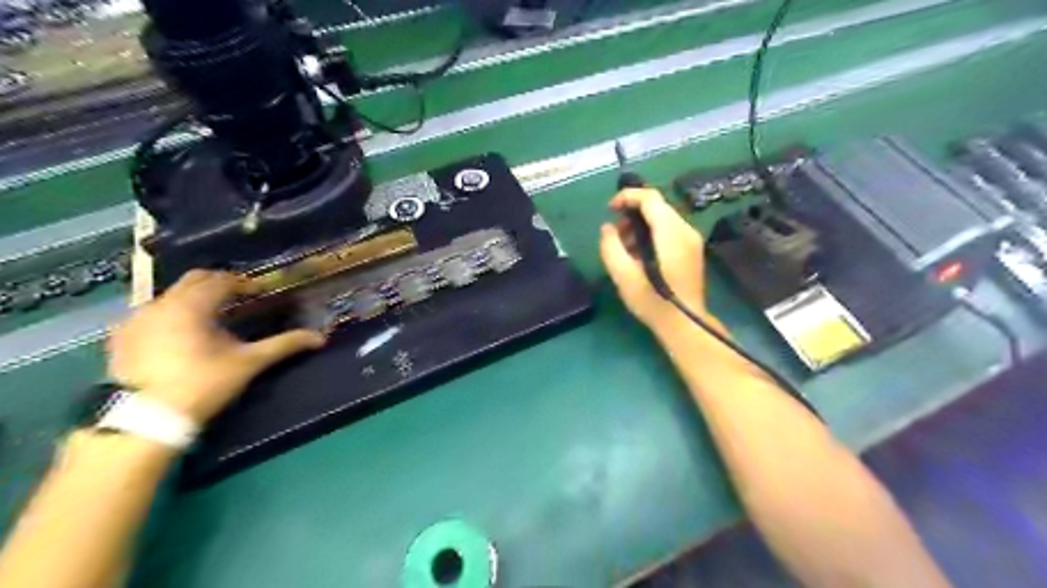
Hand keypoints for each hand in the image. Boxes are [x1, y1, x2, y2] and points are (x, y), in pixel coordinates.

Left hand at [105, 269, 323, 425]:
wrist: (145, 418)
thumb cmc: (203, 384)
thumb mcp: (248, 363)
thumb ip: (284, 345)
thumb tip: (319, 338)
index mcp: (193, 304)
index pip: (223, 280)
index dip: (245, 283)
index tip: (260, 293)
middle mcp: (162, 303)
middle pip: (195, 280)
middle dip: (219, 284)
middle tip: (240, 299)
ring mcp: (136, 318)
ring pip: (171, 295)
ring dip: (194, 298)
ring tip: (212, 317)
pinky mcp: (121, 336)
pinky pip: (150, 312)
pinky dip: (170, 313)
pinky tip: (179, 333)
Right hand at [597, 189, 721, 333]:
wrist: (685, 324)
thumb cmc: (652, 302)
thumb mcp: (623, 277)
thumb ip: (611, 247)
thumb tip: (607, 228)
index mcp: (671, 233)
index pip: (650, 198)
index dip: (627, 196)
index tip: (609, 209)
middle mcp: (685, 230)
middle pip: (658, 205)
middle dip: (632, 211)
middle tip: (615, 232)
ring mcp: (692, 239)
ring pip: (663, 216)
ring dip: (641, 223)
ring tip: (624, 245)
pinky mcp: (692, 249)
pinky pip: (669, 229)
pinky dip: (651, 232)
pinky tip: (640, 253)